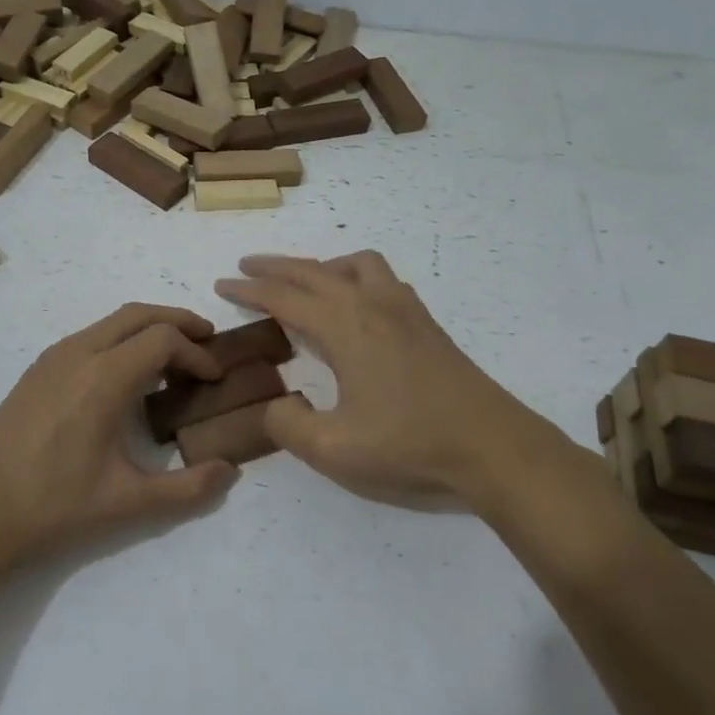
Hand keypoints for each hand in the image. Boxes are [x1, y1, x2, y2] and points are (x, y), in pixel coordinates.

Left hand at [0, 304, 239, 579]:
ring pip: (111, 322)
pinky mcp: (36, 372)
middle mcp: (79, 353)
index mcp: (104, 377)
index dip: (197, 352)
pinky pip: (90, 337)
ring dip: (147, 329)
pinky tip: (126, 379)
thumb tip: (231, 472)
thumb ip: (187, 489)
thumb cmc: (51, 505)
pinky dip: (121, 341)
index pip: (164, 339)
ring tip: (172, 359)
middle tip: (207, 342)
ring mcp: (52, 359)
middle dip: (177, 322)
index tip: (215, 379)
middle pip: (138, 314)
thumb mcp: (127, 504)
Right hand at [216, 253, 568, 514]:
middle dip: (275, 268)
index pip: (284, 297)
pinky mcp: (426, 325)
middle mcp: (372, 305)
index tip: (220, 285)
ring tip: (303, 282)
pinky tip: (356, 305)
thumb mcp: (333, 449)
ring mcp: (404, 311)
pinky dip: (354, 277)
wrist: (494, 448)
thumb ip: (287, 425)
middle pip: (314, 271)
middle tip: (245, 269)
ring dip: (321, 266)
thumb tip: (275, 405)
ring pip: (355, 265)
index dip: (249, 290)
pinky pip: (381, 279)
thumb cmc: (410, 446)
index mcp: (345, 326)